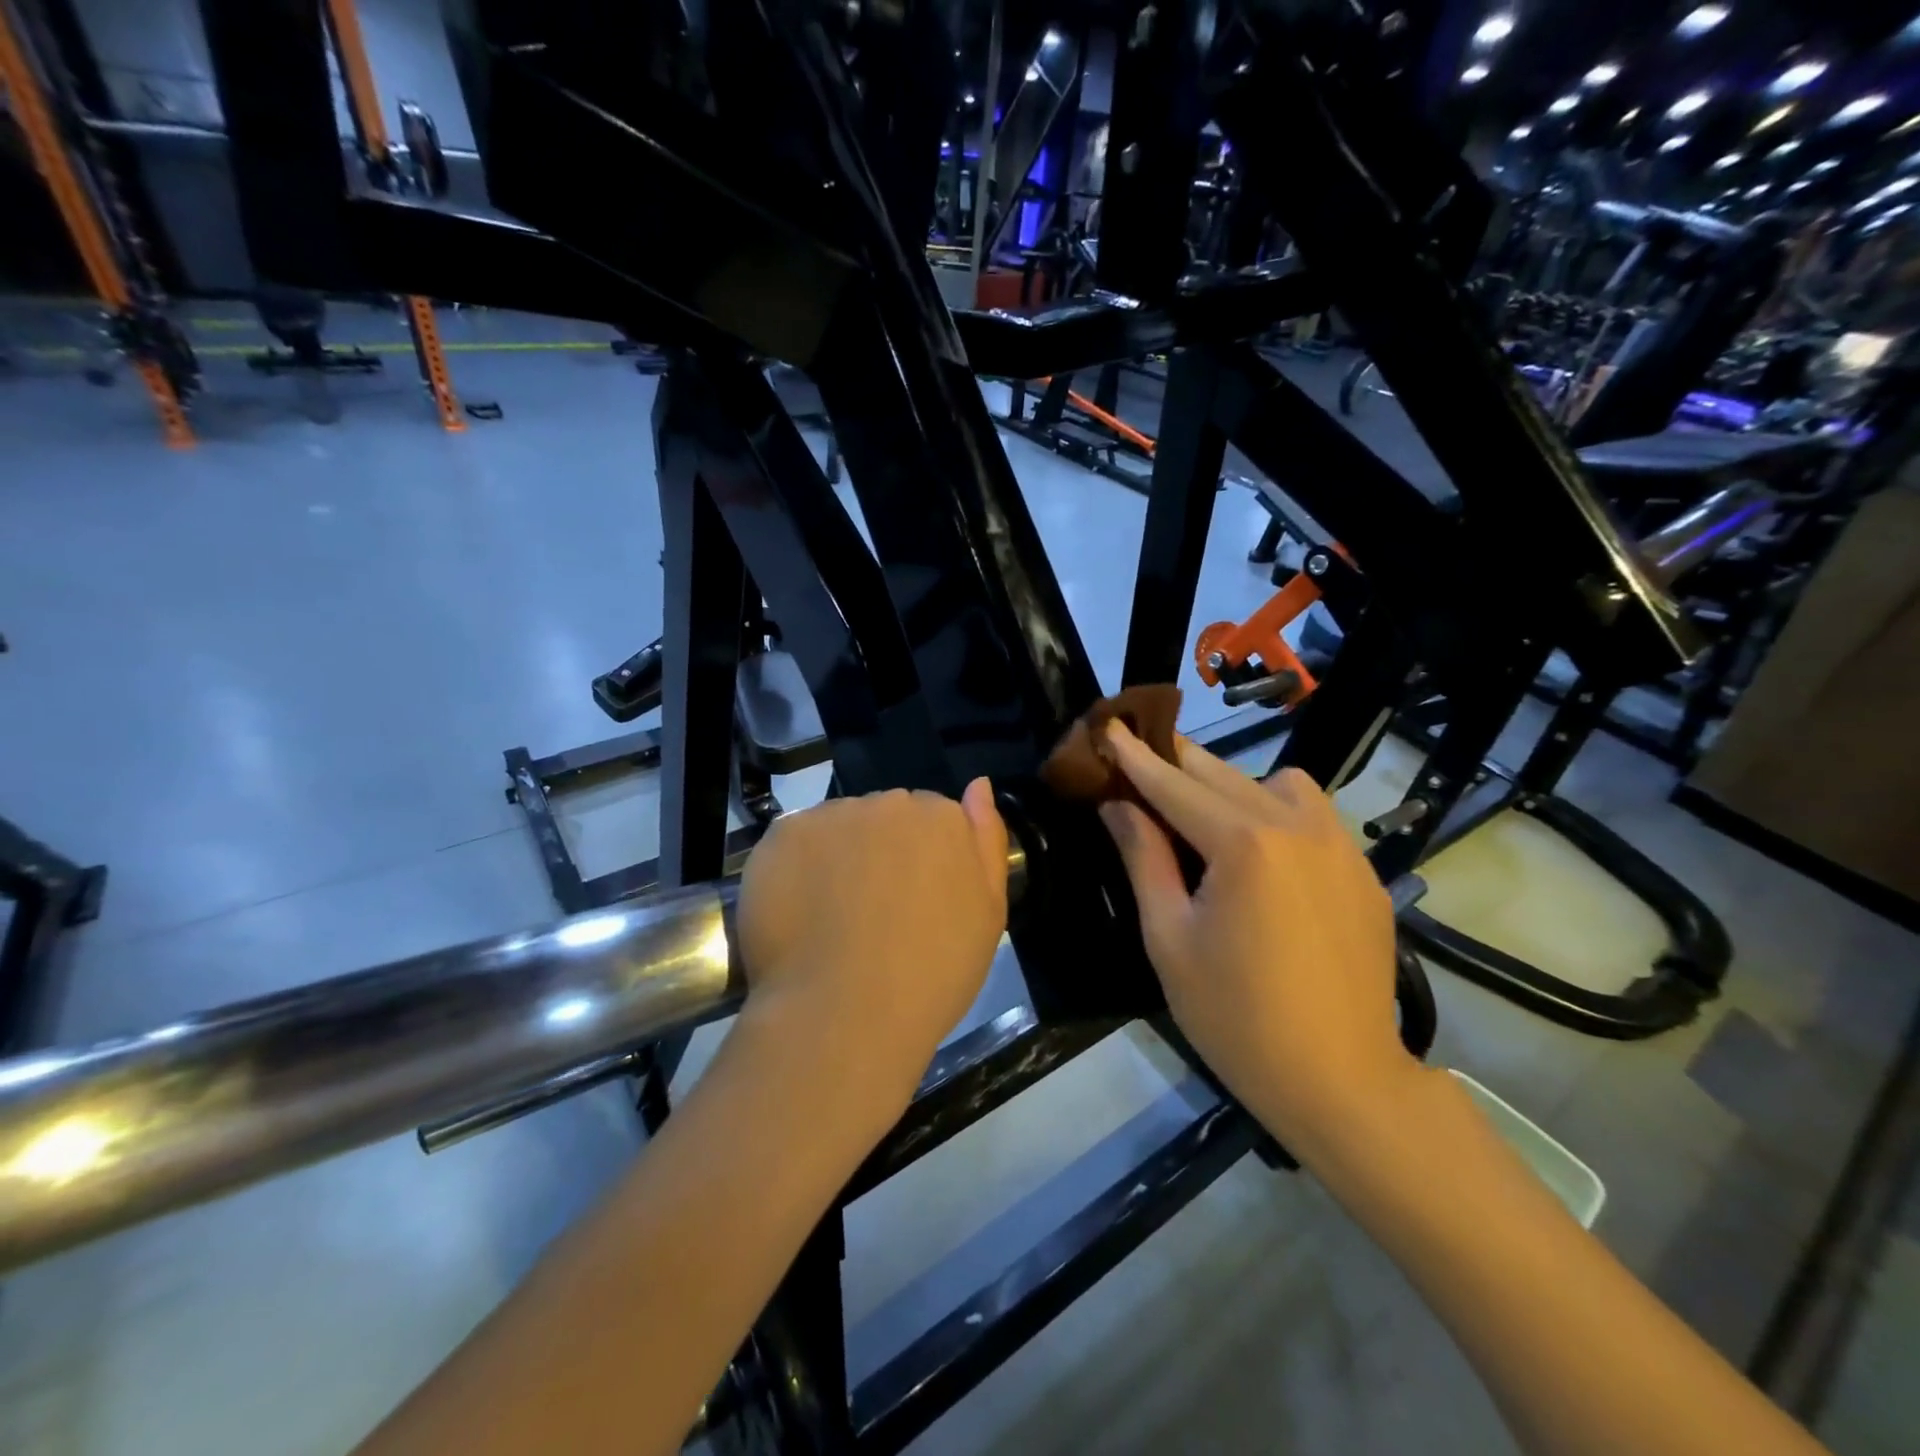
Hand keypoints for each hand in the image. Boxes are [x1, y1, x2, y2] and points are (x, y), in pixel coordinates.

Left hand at [736, 781, 1008, 1109]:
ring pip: (840, 827)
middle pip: (886, 816)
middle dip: (883, 850)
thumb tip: (979, 784)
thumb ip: (987, 841)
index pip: (933, 819)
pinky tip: (802, 912)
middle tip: (876, 911)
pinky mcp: (785, 834)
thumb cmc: (932, 974)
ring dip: (840, 856)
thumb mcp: (987, 915)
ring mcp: (833, 815)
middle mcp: (888, 802)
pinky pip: (797, 840)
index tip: (916, 901)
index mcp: (942, 818)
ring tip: (834, 917)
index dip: (923, 861)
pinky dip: (798, 867)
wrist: (845, 1015)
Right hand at [1096, 723, 1417, 1153]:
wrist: (1342, 1082)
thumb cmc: (1236, 1017)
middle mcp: (1298, 826)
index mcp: (1244, 843)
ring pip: (1278, 784)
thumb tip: (1117, 806)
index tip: (1109, 725)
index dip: (1135, 756)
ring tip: (1208, 821)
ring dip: (1233, 785)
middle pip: (1222, 774)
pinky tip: (1262, 858)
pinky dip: (1277, 814)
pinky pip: (1313, 817)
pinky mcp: (1364, 872)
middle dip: (1176, 761)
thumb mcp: (1169, 939)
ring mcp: (1340, 846)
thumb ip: (1144, 859)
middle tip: (1139, 755)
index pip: (1174, 785)